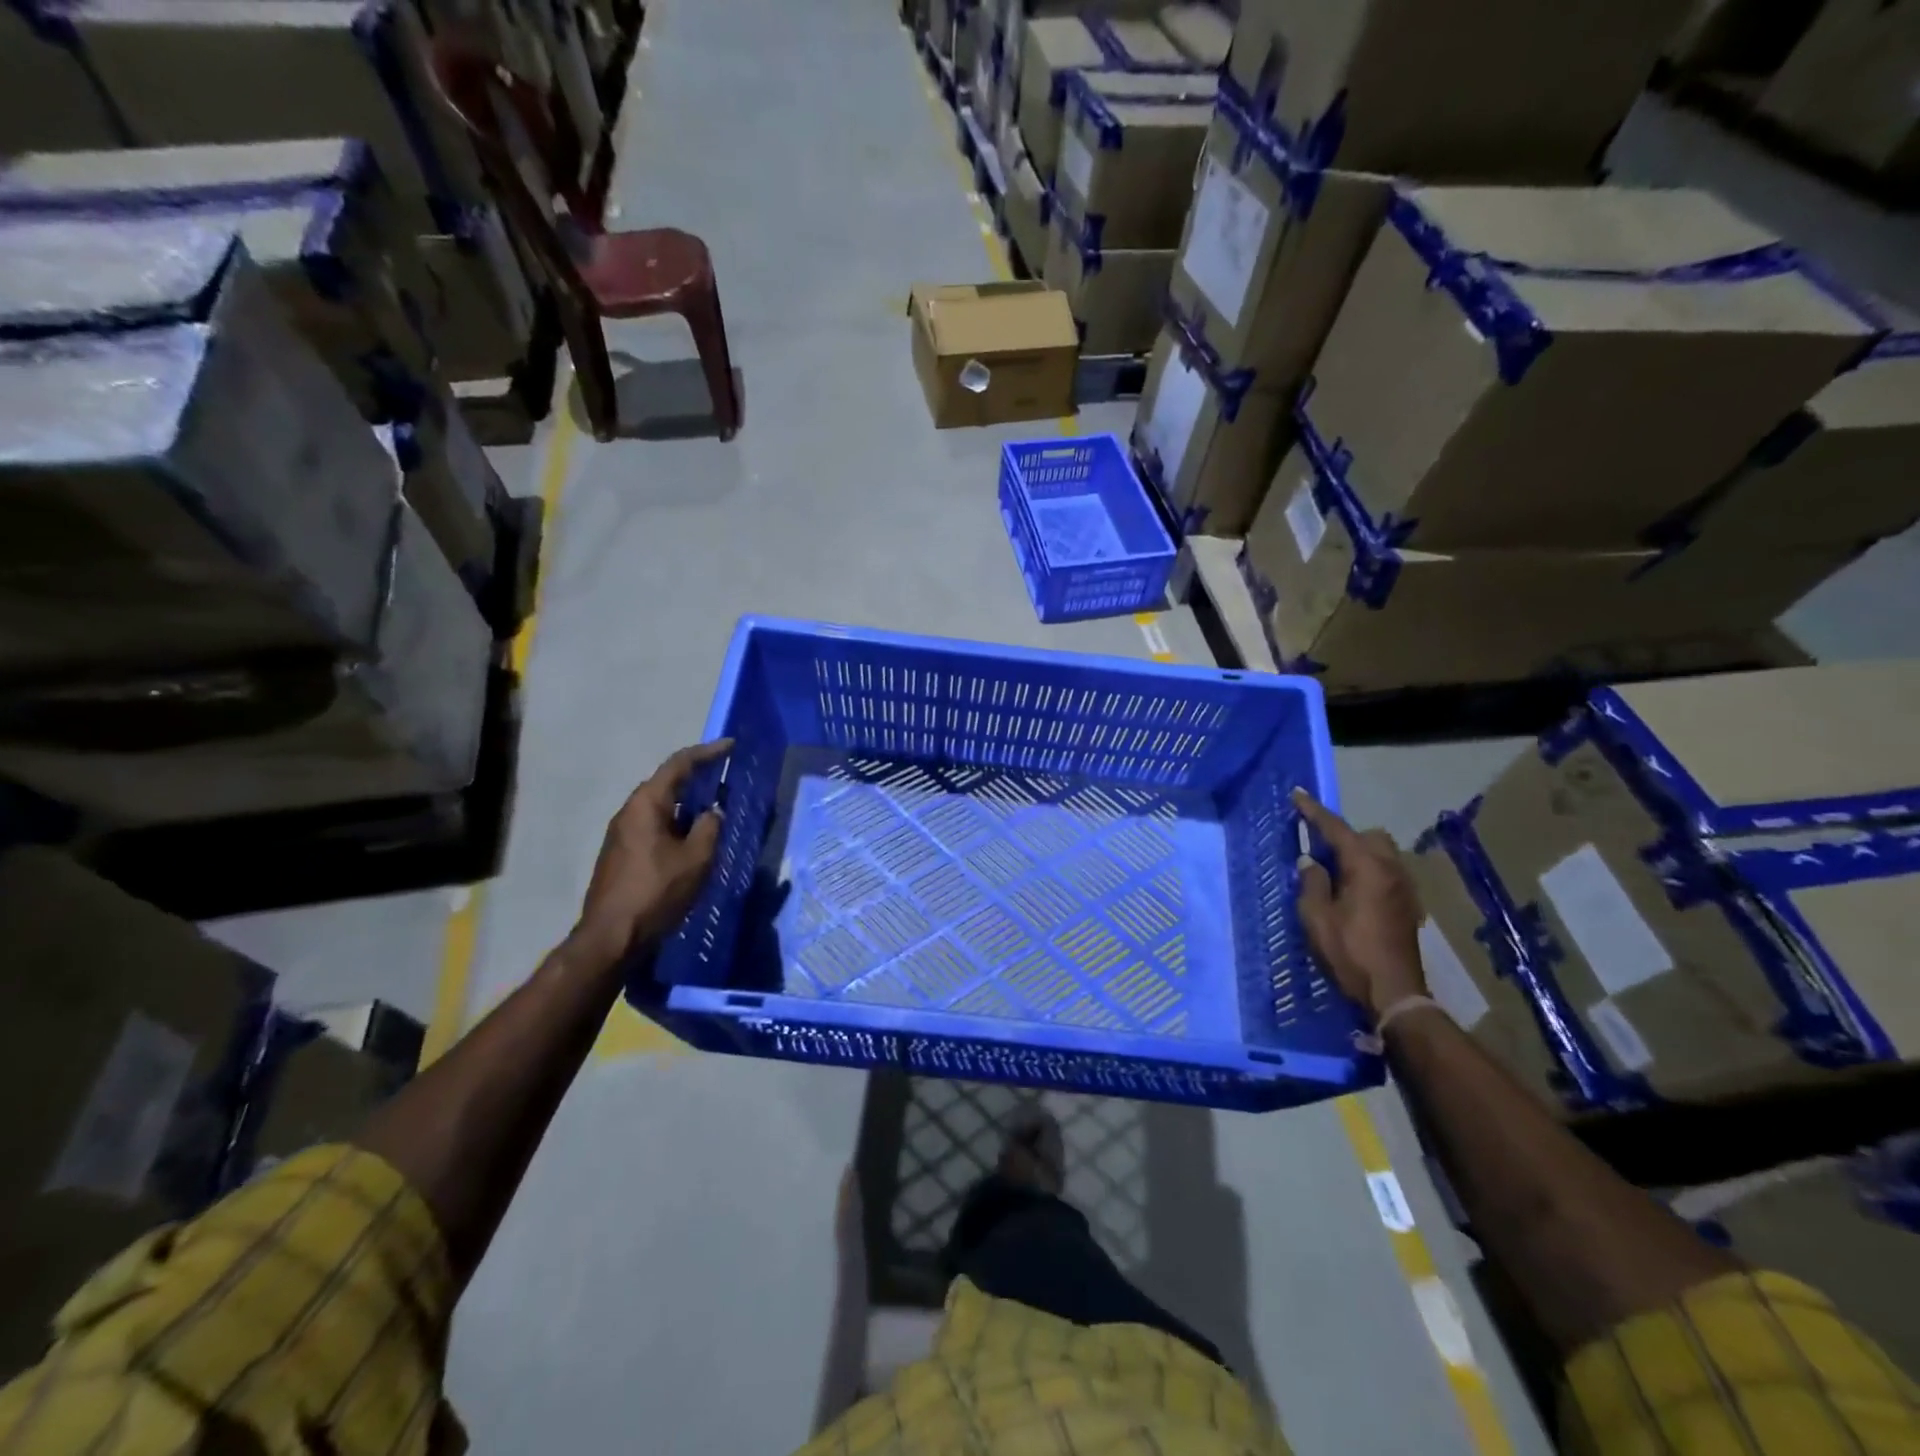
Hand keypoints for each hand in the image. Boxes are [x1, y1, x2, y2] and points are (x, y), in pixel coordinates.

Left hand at [571, 739, 731, 967]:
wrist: (611, 936)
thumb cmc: (656, 892)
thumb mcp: (696, 859)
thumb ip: (709, 828)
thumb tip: (713, 812)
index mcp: (646, 805)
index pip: (678, 765)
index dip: (707, 753)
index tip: (731, 746)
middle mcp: (629, 812)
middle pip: (666, 783)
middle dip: (697, 777)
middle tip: (725, 777)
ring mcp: (621, 834)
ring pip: (660, 807)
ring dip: (687, 804)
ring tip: (714, 809)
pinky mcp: (621, 855)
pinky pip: (654, 826)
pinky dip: (676, 823)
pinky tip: (692, 839)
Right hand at [1292, 789, 1426, 1021]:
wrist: (1394, 993)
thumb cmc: (1349, 952)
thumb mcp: (1316, 917)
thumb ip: (1312, 883)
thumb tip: (1311, 862)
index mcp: (1366, 867)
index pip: (1336, 829)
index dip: (1314, 811)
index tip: (1297, 795)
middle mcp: (1391, 870)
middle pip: (1368, 836)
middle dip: (1344, 835)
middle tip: (1318, 848)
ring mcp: (1404, 888)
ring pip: (1381, 854)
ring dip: (1358, 854)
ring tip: (1334, 871)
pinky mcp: (1408, 906)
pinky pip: (1386, 873)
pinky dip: (1368, 871)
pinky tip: (1353, 893)